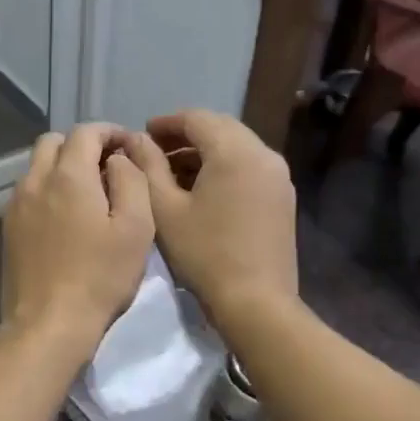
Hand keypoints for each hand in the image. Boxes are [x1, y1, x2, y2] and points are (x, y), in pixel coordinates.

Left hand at [0, 124, 155, 351]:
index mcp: (68, 176)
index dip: (110, 132)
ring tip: (88, 194)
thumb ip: (131, 180)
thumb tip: (118, 159)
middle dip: (81, 145)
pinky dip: (48, 190)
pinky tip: (65, 218)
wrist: (48, 324)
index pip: (86, 132)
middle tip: (106, 168)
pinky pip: (28, 192)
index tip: (128, 147)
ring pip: (37, 166)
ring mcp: (16, 205)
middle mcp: (35, 181)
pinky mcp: (8, 228)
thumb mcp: (136, 228)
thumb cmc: (100, 277)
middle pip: (53, 142)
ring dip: (62, 167)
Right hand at [123, 109, 297, 324]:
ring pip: (237, 147)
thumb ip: (148, 167)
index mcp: (235, 152)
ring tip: (173, 172)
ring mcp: (278, 176)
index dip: (167, 123)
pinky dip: (224, 167)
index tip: (142, 134)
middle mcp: (264, 154)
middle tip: (155, 151)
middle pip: (221, 128)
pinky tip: (201, 189)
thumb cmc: (204, 254)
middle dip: (186, 135)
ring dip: (205, 152)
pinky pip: (249, 166)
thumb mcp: (165, 209)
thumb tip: (137, 140)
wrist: (256, 302)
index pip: (197, 119)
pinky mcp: (282, 197)